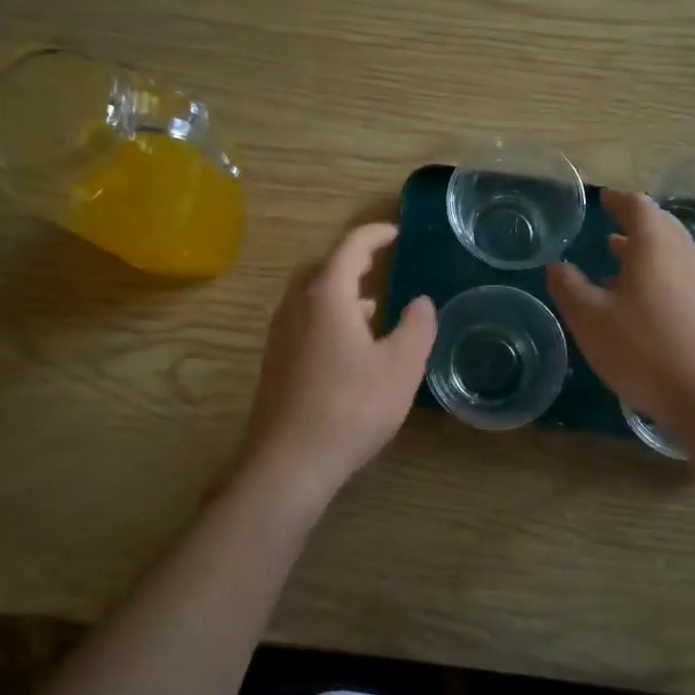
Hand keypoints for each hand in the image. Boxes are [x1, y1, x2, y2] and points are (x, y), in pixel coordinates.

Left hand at [236, 223, 436, 502]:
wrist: (289, 461)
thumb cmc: (351, 407)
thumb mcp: (401, 367)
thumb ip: (417, 327)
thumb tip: (420, 301)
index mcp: (326, 296)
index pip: (351, 247)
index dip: (376, 235)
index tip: (398, 233)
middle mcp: (296, 305)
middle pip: (324, 267)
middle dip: (354, 260)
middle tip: (382, 263)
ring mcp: (280, 334)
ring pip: (310, 295)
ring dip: (340, 290)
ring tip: (373, 304)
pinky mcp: (275, 360)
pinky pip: (303, 319)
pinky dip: (328, 315)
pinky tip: (349, 345)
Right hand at [547, 189, 694, 438]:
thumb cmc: (642, 349)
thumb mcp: (589, 318)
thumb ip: (568, 286)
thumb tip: (557, 265)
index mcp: (655, 245)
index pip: (637, 205)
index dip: (618, 200)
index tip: (603, 199)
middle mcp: (684, 253)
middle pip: (661, 224)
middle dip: (634, 223)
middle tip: (610, 226)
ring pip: (673, 250)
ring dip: (646, 249)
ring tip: (618, 257)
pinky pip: (681, 274)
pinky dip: (659, 271)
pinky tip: (641, 298)